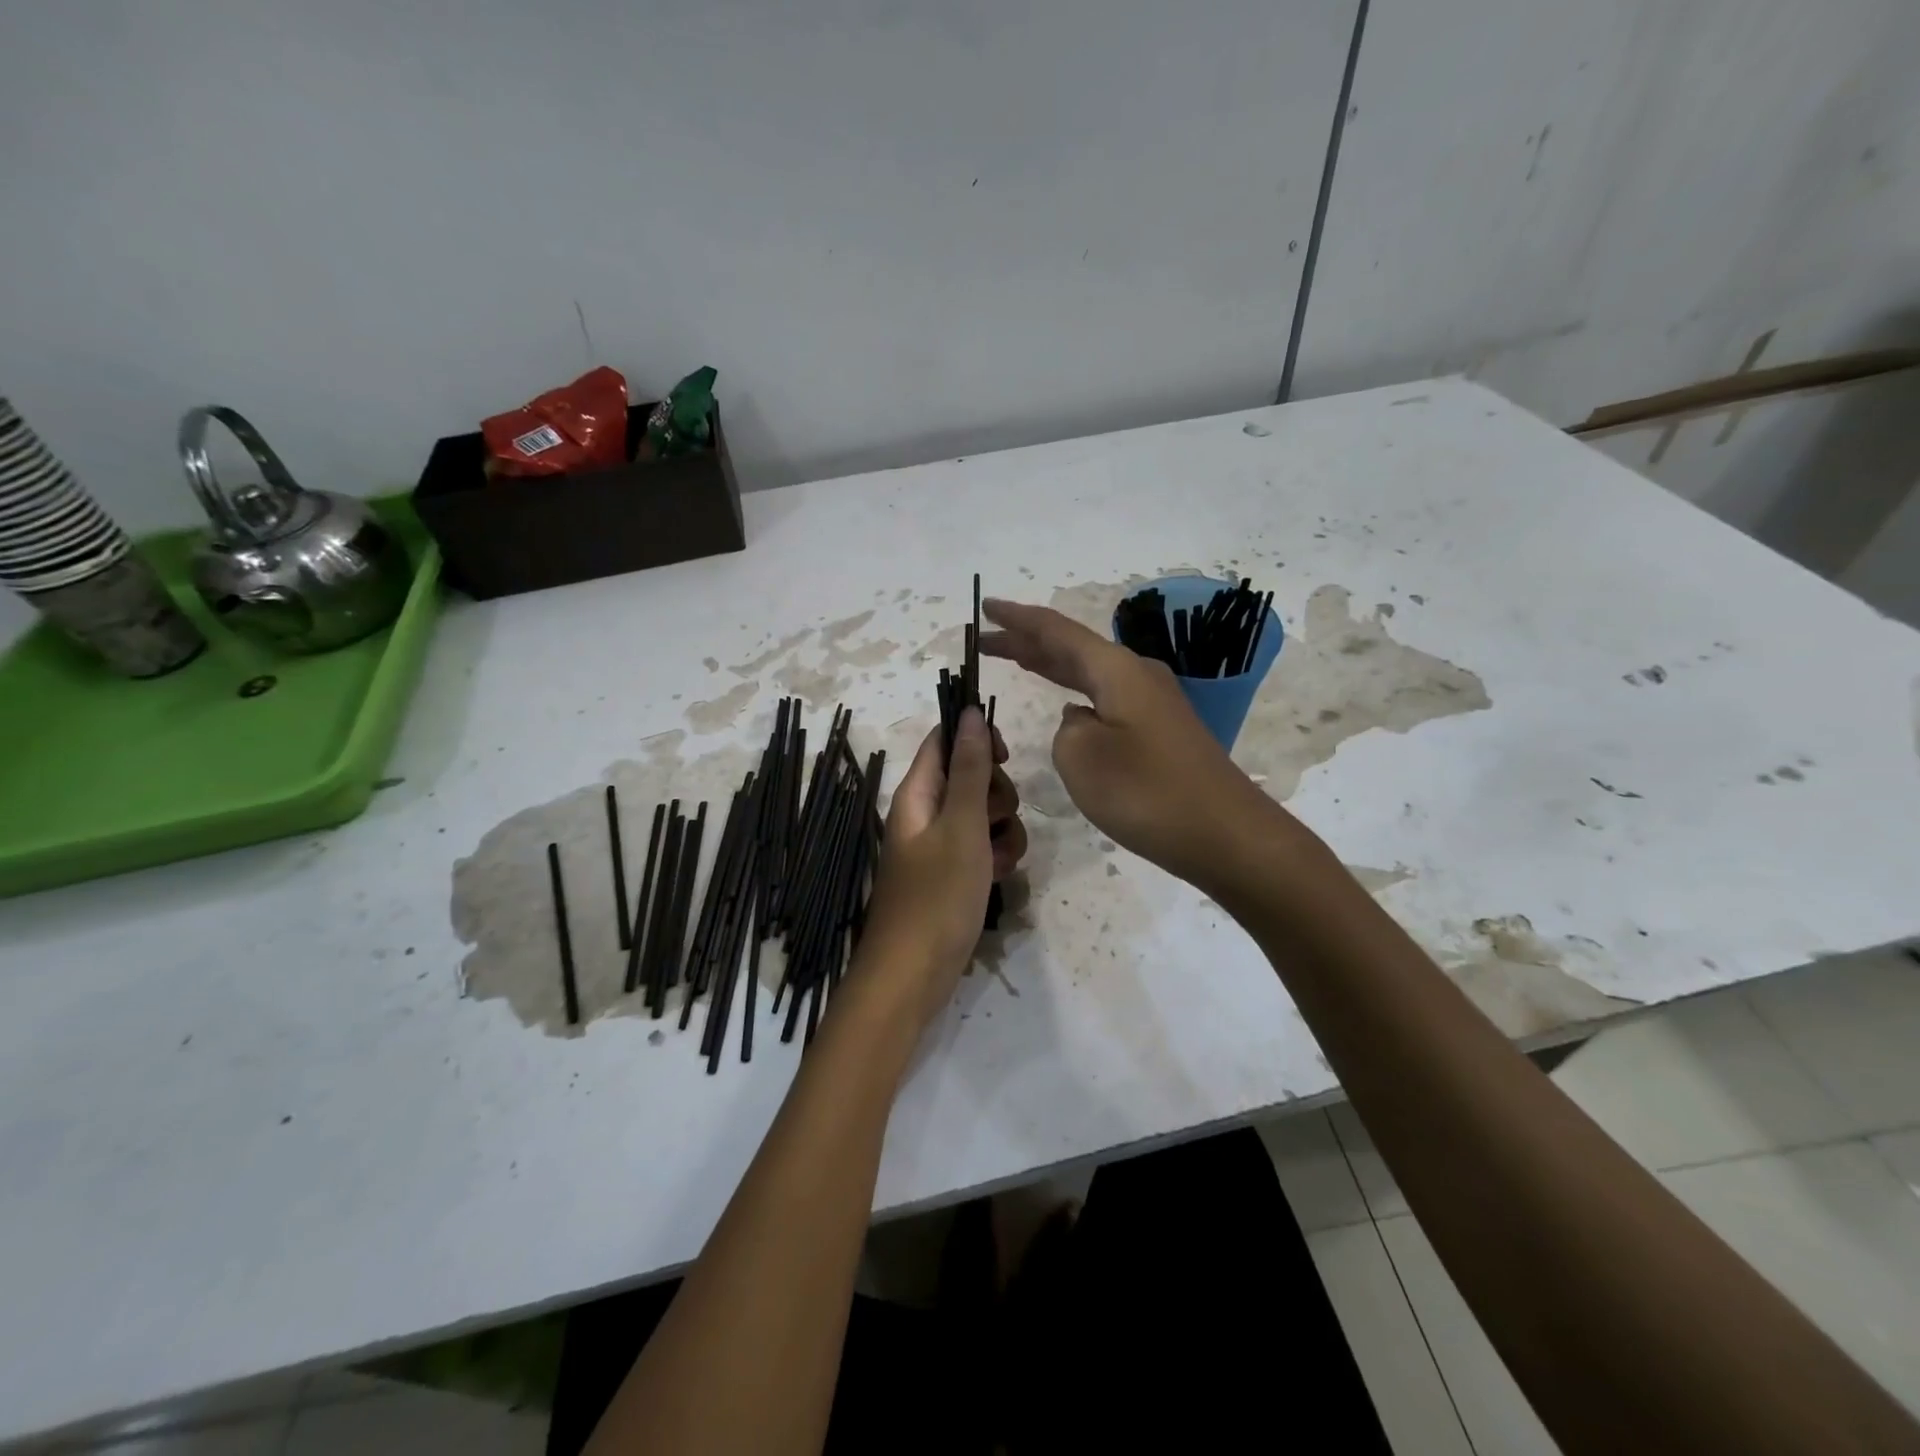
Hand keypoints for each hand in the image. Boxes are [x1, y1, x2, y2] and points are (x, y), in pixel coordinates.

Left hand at [858, 709, 1024, 1027]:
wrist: (913, 975)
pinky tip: (1001, 877)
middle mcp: (926, 812)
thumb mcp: (961, 826)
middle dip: (995, 793)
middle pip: (970, 776)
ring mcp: (939, 845)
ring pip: (983, 814)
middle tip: (994, 819)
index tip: (1006, 756)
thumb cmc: (936, 896)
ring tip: (999, 858)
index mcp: (917, 793)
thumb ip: (970, 769)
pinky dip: (996, 856)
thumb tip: (968, 712)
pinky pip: (982, 847)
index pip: (944, 741)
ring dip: (1002, 829)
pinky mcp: (952, 874)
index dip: (976, 737)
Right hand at [980, 598, 1273, 891]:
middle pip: (1072, 648)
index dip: (1018, 620)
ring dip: (1051, 666)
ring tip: (1016, 659)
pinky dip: (1075, 692)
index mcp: (1116, 670)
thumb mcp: (1081, 757)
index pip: (1057, 632)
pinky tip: (1065, 705)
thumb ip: (1066, 728)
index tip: (986, 607)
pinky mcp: (1160, 730)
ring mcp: (1153, 702)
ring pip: (1089, 673)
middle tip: (986, 641)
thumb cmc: (1146, 791)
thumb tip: (1081, 719)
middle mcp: (1136, 675)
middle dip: (1028, 642)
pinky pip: (1105, 697)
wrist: (1223, 833)